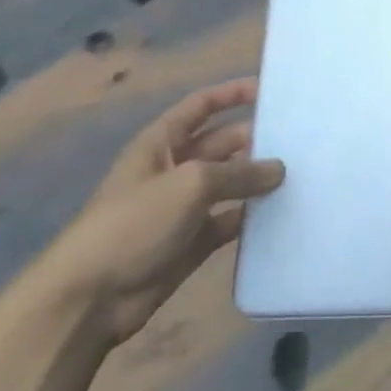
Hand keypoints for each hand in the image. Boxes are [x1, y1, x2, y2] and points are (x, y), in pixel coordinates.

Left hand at [35, 80, 284, 344]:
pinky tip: (284, 212)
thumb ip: (240, 172)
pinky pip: (231, 221)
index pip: (200, 107)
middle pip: (221, 144)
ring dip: (259, 179)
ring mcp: (183, 208)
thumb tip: (279, 169)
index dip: (231, 94)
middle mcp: (173, 170)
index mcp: (160, 145)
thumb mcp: (190, 184)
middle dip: (256, 139)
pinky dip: (253, 217)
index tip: (270, 90)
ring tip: (302, 172)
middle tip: (300, 140)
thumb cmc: (133, 224)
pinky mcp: (193, 242)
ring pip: (230, 184)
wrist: (88, 300)